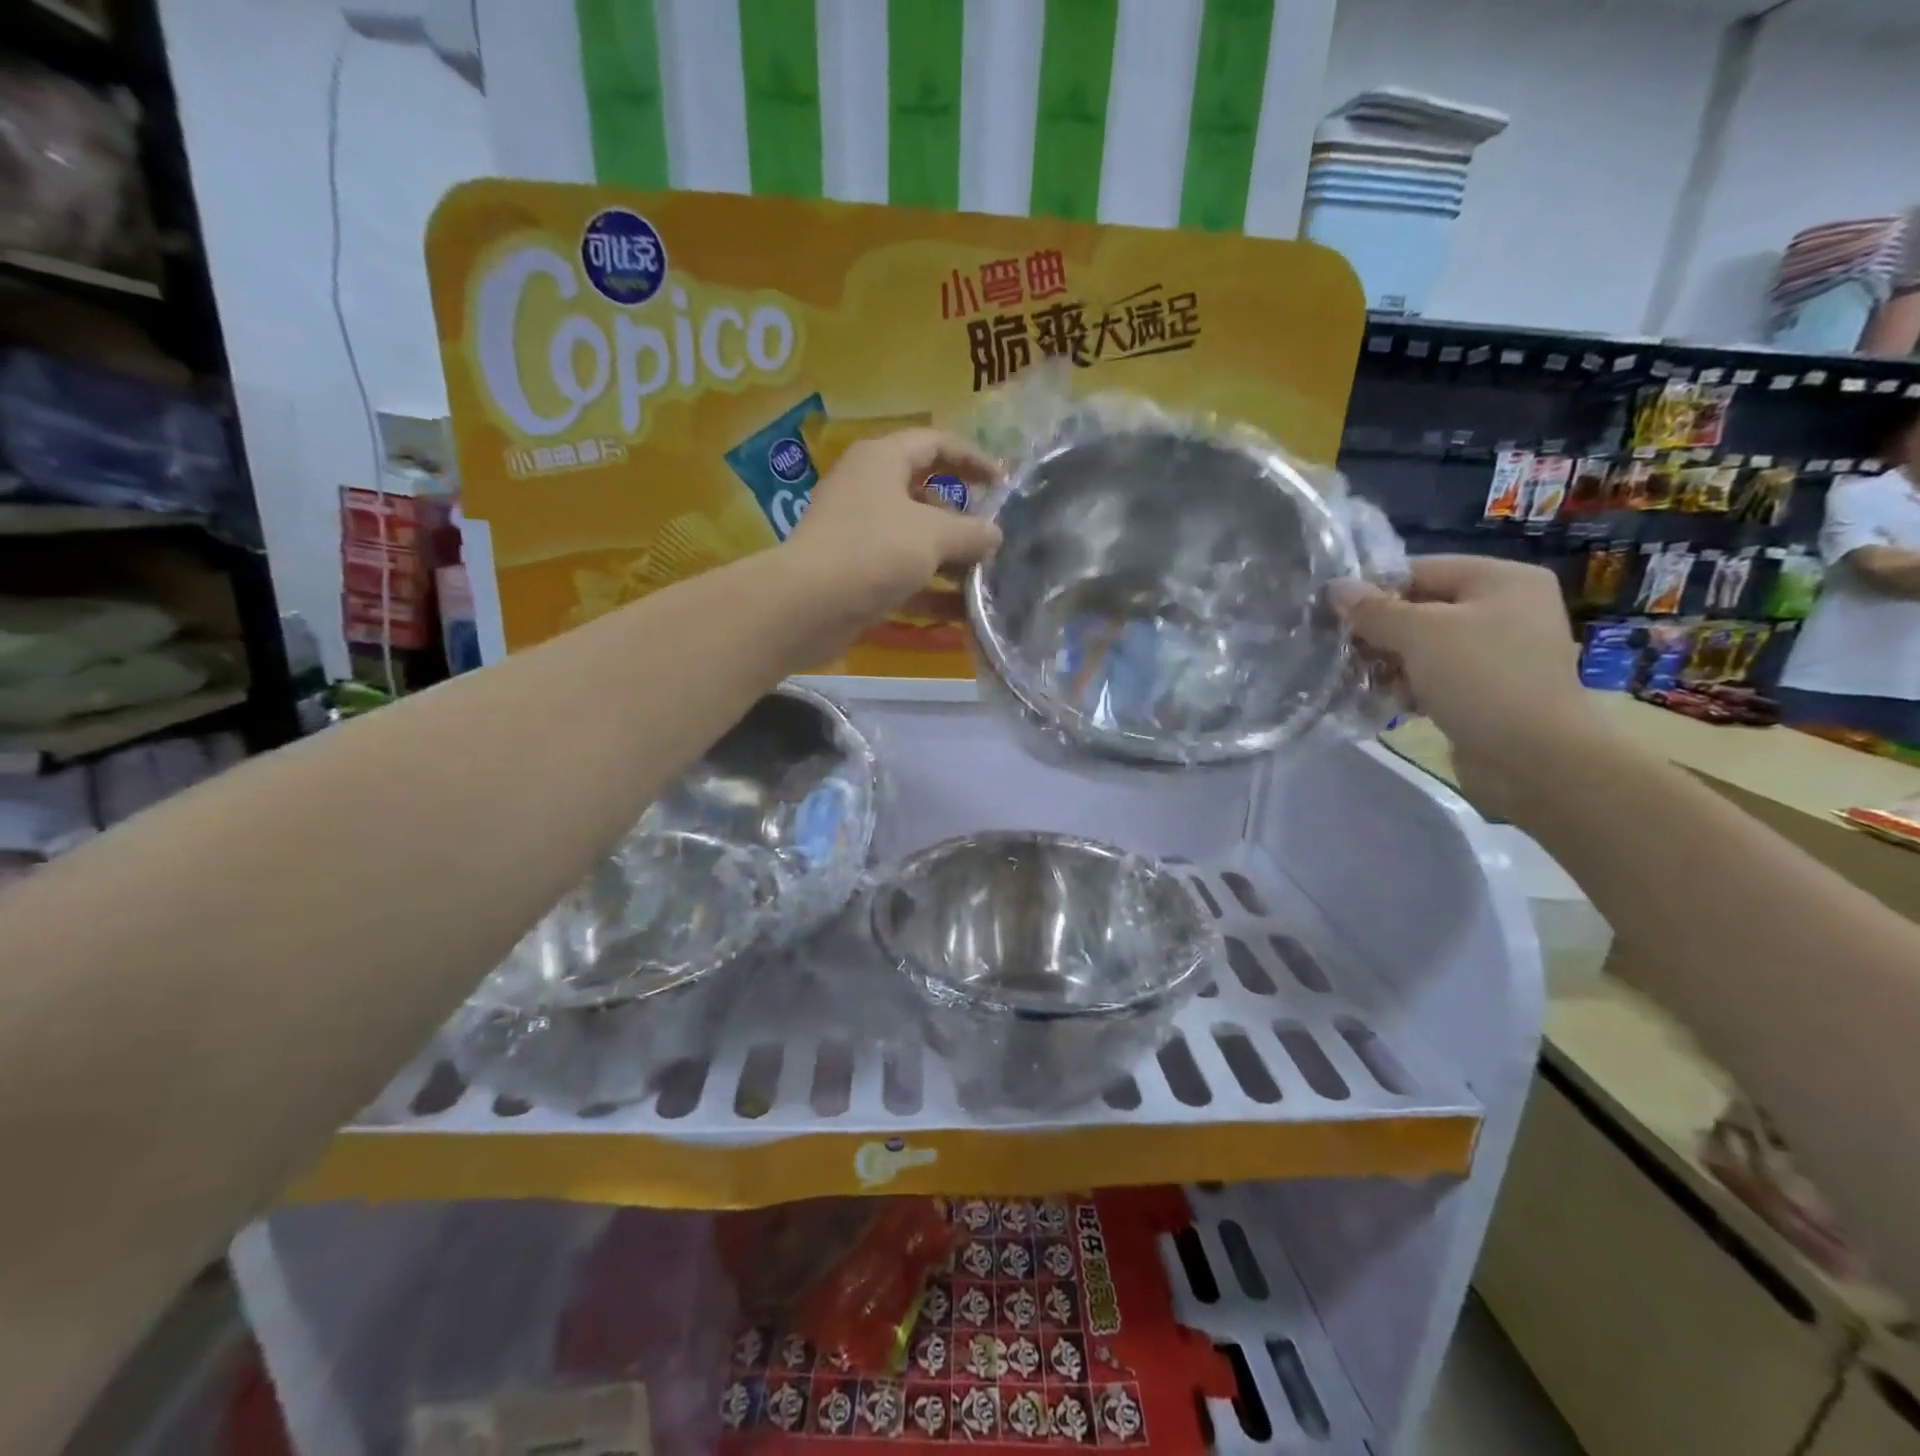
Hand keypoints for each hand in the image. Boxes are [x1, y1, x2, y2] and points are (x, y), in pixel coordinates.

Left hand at [787, 428, 1002, 621]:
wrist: (808, 606)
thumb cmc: (873, 552)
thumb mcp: (933, 535)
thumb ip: (971, 532)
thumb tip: (994, 535)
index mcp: (881, 461)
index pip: (934, 443)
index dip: (972, 458)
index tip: (1003, 483)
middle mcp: (867, 490)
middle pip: (925, 494)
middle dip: (962, 518)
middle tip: (992, 538)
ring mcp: (859, 534)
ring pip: (914, 539)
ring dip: (949, 559)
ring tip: (983, 578)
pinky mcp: (855, 573)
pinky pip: (901, 575)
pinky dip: (929, 590)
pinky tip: (960, 613)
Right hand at [1331, 556, 1593, 804]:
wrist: (1534, 758)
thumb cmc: (1481, 679)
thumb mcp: (1420, 634)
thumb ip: (1375, 610)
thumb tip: (1335, 588)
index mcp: (1502, 580)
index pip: (1421, 570)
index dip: (1374, 590)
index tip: (1333, 615)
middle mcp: (1505, 608)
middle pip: (1422, 608)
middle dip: (1379, 630)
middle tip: (1340, 650)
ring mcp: (1498, 651)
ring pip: (1424, 645)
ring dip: (1388, 661)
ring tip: (1356, 678)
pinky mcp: (1487, 689)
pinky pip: (1436, 675)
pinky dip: (1408, 685)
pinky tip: (1383, 699)